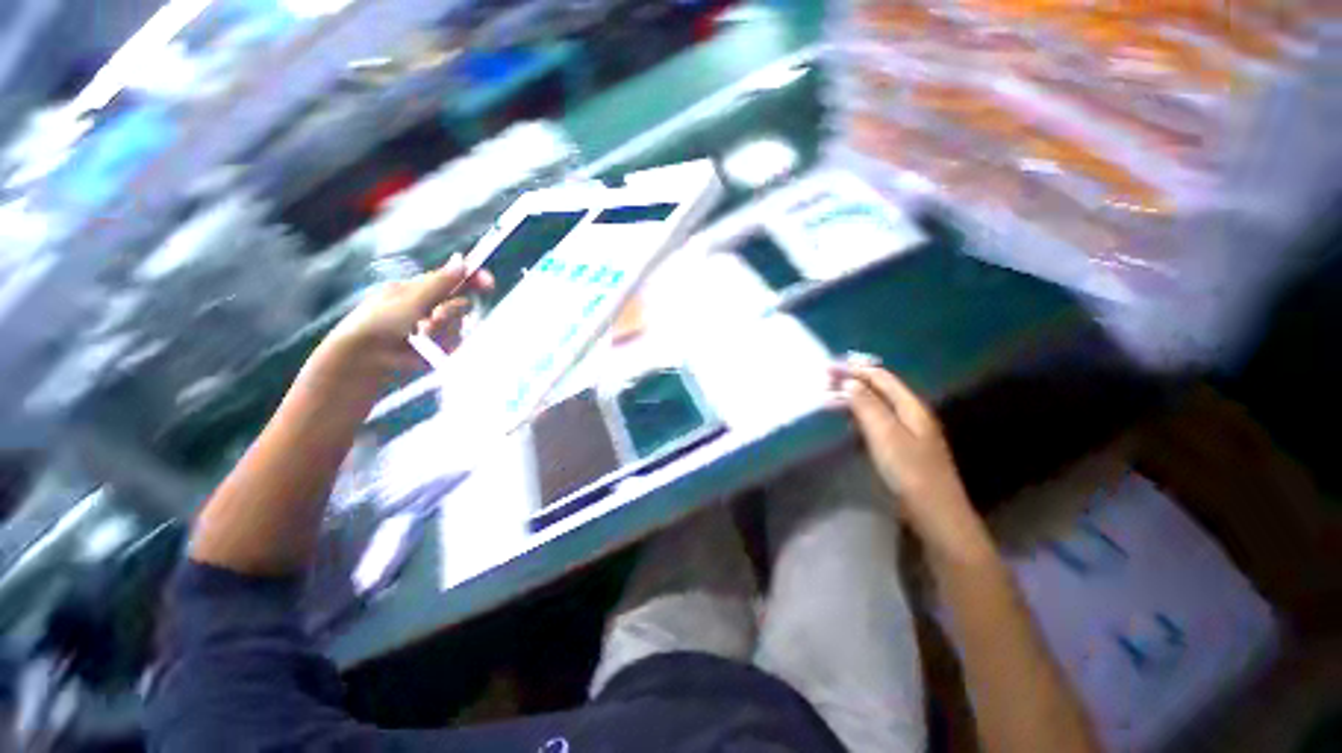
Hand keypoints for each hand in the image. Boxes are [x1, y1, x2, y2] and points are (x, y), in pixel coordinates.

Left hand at [321, 254, 494, 378]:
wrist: (365, 358)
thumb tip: (462, 261)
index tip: (488, 282)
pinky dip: (444, 344)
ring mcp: (436, 329)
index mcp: (420, 290)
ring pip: (460, 325)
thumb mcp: (410, 298)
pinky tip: (426, 347)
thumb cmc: (378, 322)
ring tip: (421, 335)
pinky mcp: (440, 348)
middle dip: (452, 312)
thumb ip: (440, 283)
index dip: (472, 278)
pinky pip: (456, 343)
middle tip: (434, 318)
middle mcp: (431, 308)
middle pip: (461, 305)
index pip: (453, 280)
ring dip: (443, 330)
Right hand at [834, 364, 986, 555]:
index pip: (880, 378)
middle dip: (852, 381)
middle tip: (824, 380)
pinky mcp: (901, 446)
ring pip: (877, 405)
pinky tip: (848, 419)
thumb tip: (849, 381)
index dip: (854, 369)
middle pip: (879, 389)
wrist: (935, 512)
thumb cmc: (909, 471)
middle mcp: (911, 413)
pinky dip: (859, 414)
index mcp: (911, 406)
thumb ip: (867, 406)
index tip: (827, 367)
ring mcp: (908, 430)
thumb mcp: (885, 434)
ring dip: (854, 397)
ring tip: (829, 396)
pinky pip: (877, 421)